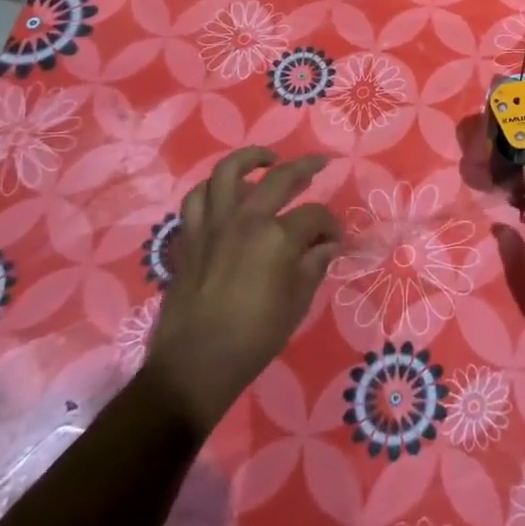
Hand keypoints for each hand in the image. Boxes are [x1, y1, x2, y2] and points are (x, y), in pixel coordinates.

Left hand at [141, 148, 340, 431]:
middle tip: (318, 164)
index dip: (330, 225)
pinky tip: (225, 194)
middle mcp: (246, 219)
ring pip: (227, 173)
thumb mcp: (298, 302)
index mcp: (278, 237)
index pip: (314, 216)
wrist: (195, 365)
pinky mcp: (189, 238)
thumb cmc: (255, 337)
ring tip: (266, 161)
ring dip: (250, 160)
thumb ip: (314, 265)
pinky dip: (211, 190)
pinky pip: (196, 200)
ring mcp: (213, 225)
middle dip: (305, 167)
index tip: (335, 239)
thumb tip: (327, 245)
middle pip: (279, 178)